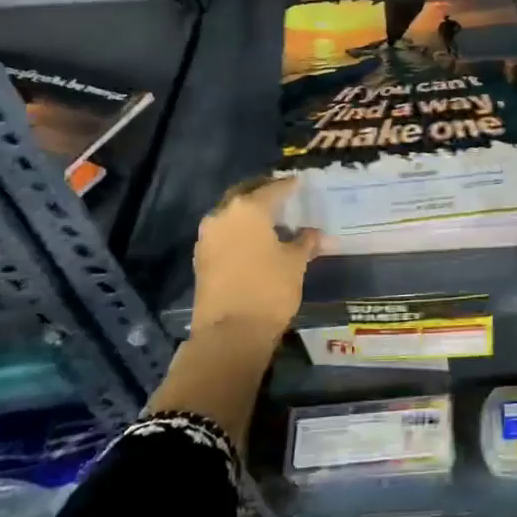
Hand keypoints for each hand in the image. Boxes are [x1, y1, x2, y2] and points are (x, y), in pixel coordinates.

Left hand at [191, 176, 318, 345]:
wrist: (229, 333)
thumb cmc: (269, 290)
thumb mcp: (295, 263)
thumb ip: (305, 242)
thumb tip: (315, 233)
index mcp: (248, 209)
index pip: (273, 189)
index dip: (289, 185)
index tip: (300, 182)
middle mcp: (223, 215)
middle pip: (245, 194)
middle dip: (263, 192)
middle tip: (282, 194)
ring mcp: (207, 236)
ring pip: (231, 213)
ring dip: (248, 212)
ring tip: (270, 218)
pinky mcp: (201, 257)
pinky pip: (223, 233)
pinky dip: (238, 230)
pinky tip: (254, 240)